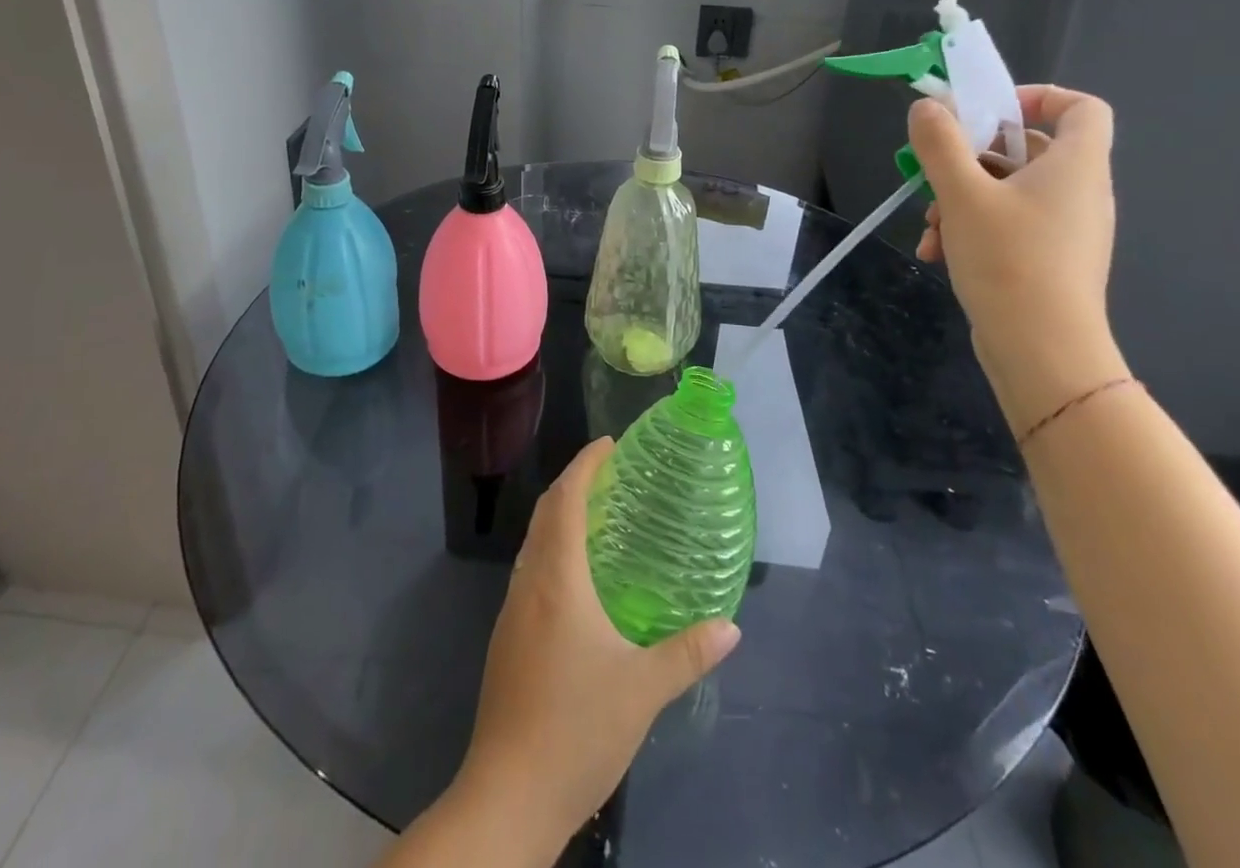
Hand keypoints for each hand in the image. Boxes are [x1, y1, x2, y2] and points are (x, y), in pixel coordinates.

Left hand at [455, 438, 741, 846]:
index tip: (609, 444)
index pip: (565, 499)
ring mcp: (512, 612)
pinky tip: (579, 581)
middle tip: (611, 474)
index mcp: (557, 578)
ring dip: (561, 518)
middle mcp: (529, 583)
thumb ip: (688, 653)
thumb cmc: (576, 728)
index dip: (585, 464)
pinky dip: (554, 552)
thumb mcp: (643, 689)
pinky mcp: (507, 640)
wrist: (508, 795)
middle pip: (546, 513)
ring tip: (600, 518)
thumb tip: (731, 627)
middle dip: (573, 484)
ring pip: (535, 543)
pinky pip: (531, 572)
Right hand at [910, 85, 1126, 432]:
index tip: (988, 111)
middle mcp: (1079, 191)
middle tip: (934, 172)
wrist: (1042, 350)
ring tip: (931, 226)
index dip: (1039, 96)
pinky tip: (938, 252)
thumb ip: (941, 144)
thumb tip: (927, 106)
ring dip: (961, 199)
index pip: (1081, 107)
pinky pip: (1009, 224)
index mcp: (1075, 165)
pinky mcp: (1049, 259)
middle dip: (971, 158)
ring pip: (1008, 191)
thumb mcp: (962, 194)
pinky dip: (972, 228)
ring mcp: (1065, 229)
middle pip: (1027, 149)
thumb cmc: (1009, 259)